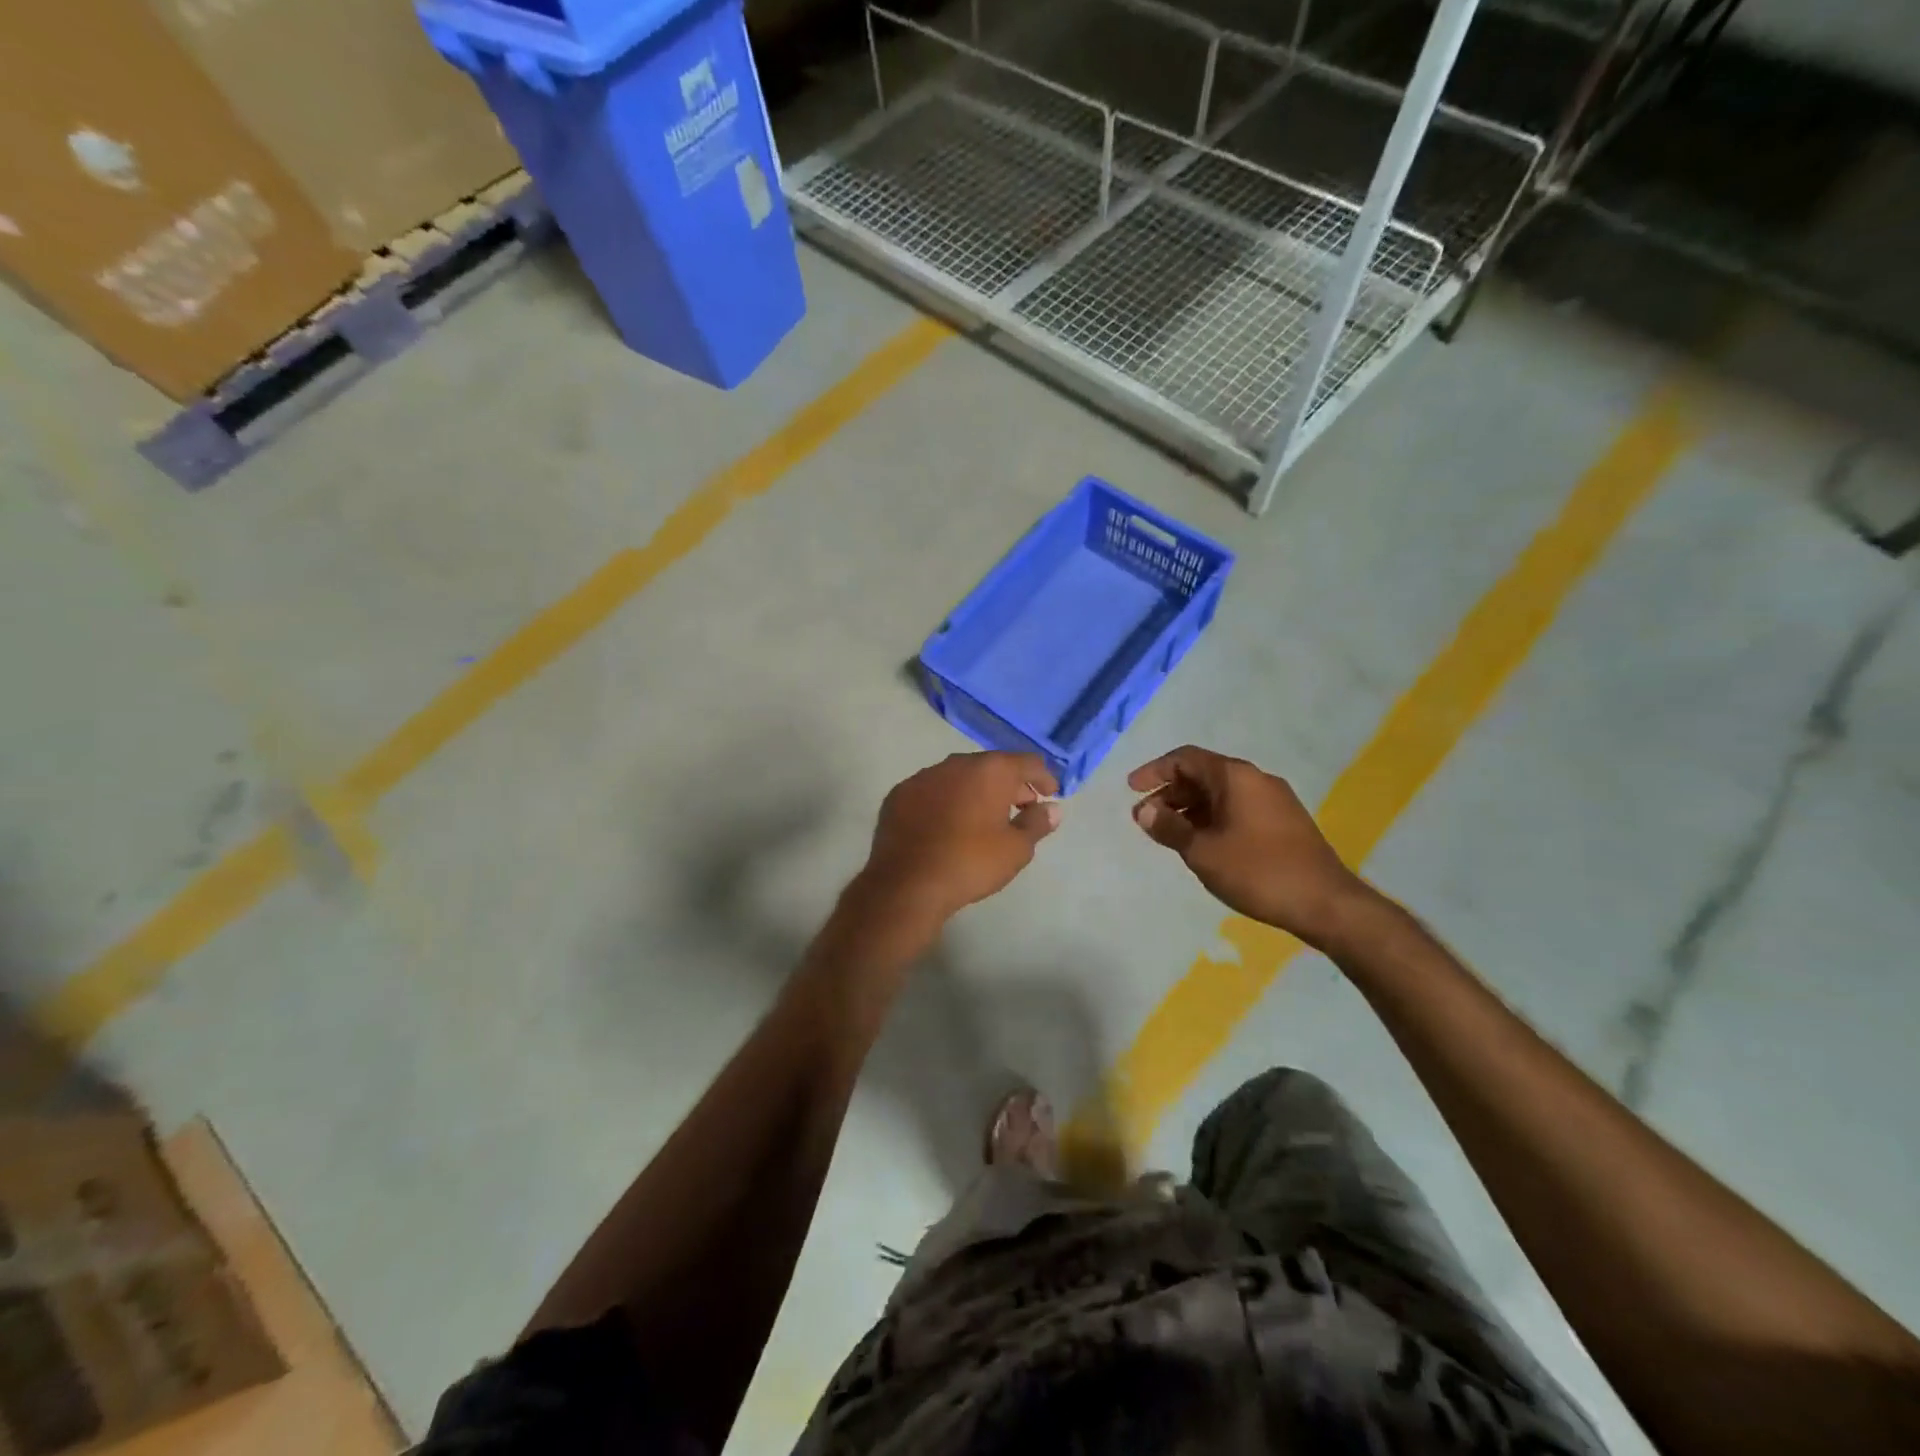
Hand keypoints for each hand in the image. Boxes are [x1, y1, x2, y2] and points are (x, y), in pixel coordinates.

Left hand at [858, 751, 1060, 929]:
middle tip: (1021, 807)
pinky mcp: (899, 794)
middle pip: (992, 766)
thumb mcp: (1016, 849)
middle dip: (1010, 784)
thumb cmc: (970, 863)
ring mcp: (923, 777)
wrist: (907, 883)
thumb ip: (1037, 823)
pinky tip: (948, 824)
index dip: (1043, 777)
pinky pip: (932, 790)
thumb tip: (1052, 809)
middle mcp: (956, 764)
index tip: (1050, 794)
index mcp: (990, 770)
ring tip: (984, 817)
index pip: (1027, 762)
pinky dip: (946, 800)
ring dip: (976, 790)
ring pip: (959, 776)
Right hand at [1128, 746, 1371, 947]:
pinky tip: (1202, 843)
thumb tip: (1143, 810)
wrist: (1325, 903)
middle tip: (1146, 818)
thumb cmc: (1257, 871)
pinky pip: (1238, 808)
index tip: (1132, 790)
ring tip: (1169, 834)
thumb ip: (1169, 827)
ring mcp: (1274, 800)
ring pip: (1221, 794)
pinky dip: (1212, 818)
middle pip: (1203, 774)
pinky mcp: (1284, 822)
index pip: (1185, 758)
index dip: (1155, 771)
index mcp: (1235, 777)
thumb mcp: (1202, 851)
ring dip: (1190, 809)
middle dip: (1170, 793)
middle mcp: (1256, 779)